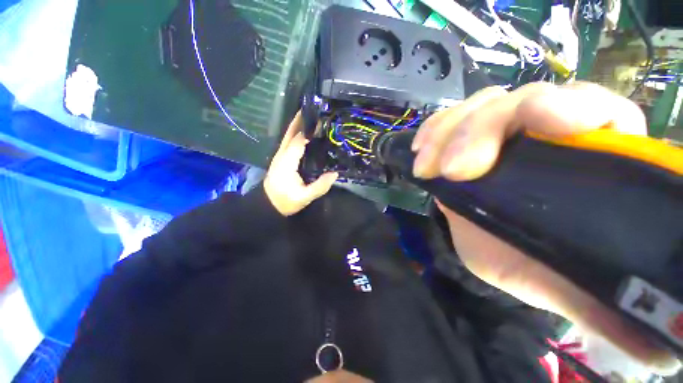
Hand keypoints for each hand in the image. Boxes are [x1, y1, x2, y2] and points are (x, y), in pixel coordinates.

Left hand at [264, 112, 337, 215]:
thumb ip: (320, 186)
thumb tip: (335, 174)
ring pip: (287, 137)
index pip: (297, 142)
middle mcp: (281, 155)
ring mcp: (279, 156)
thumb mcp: (304, 197)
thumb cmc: (285, 201)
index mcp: (286, 163)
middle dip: (298, 121)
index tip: (320, 122)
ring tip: (308, 117)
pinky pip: (287, 143)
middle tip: (311, 110)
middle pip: (289, 134)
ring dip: (296, 126)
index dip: (308, 132)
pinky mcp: (280, 159)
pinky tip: (303, 134)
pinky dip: (295, 135)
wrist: (267, 205)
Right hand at [412, 82, 679, 373]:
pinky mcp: (462, 139)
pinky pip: (448, 119)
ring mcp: (500, 131)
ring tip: (426, 166)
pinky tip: (420, 147)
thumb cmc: (540, 263)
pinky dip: (433, 129)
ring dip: (447, 132)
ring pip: (478, 106)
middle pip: (520, 102)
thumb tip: (654, 346)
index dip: (572, 106)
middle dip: (481, 131)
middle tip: (454, 171)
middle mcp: (548, 131)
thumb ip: (605, 300)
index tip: (541, 122)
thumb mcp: (569, 284)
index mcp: (594, 157)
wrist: (498, 249)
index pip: (595, 108)